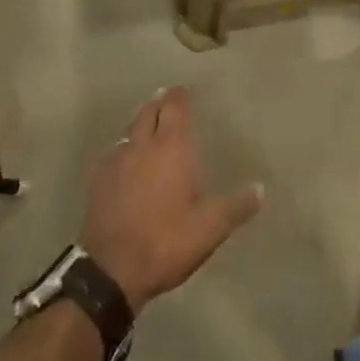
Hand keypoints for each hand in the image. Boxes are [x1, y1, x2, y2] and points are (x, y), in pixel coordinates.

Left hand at [80, 88, 262, 314]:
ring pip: (128, 129)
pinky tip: (125, 159)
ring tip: (148, 123)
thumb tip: (261, 188)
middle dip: (158, 102)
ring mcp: (116, 161)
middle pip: (148, 111)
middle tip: (166, 98)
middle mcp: (142, 145)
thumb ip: (236, 206)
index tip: (185, 90)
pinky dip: (123, 147)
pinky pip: (113, 152)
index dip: (180, 96)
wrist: (111, 270)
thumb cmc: (166, 241)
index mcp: (171, 147)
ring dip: (140, 121)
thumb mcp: (210, 228)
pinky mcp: (98, 180)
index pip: (174, 107)